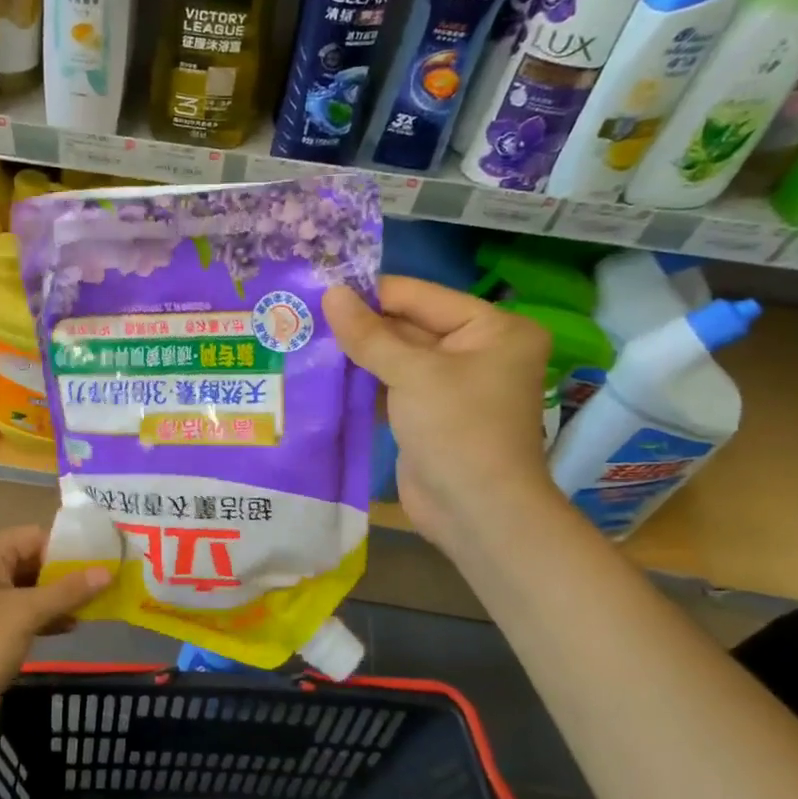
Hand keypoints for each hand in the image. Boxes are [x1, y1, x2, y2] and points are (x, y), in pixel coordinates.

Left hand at [0, 526, 109, 741]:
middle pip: (32, 560)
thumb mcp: (25, 616)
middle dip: (66, 577)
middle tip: (105, 591)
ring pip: (24, 586)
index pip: (38, 537)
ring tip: (92, 612)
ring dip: (55, 599)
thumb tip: (106, 571)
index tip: (106, 566)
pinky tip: (65, 628)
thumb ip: (67, 591)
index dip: (73, 552)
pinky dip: (37, 615)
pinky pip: (12, 607)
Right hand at [325, 277, 554, 544]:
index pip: (421, 297)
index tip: (320, 286)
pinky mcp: (429, 414)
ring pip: (396, 357)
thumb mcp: (413, 374)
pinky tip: (323, 372)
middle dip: (360, 324)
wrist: (476, 512)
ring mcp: (452, 385)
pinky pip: (393, 386)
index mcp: (493, 329)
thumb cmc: (457, 429)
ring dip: (357, 353)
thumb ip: (369, 334)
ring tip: (305, 337)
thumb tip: (331, 293)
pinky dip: (363, 381)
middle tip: (304, 314)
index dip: (371, 293)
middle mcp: (477, 350)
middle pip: (408, 325)